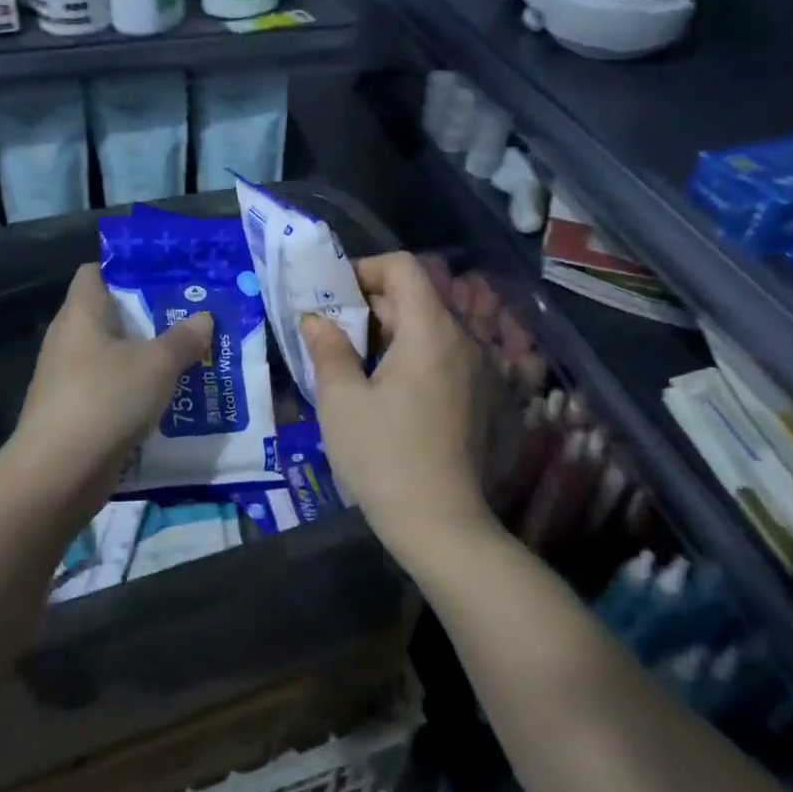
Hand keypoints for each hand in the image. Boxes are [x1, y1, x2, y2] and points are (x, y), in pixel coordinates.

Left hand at [8, 264, 212, 513]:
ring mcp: (68, 378)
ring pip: (114, 355)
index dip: (126, 268)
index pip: (94, 272)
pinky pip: (111, 388)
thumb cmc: (106, 399)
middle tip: (191, 317)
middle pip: (110, 315)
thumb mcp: (157, 364)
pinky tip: (168, 397)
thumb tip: (204, 317)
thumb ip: (183, 339)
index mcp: (81, 314)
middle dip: (150, 316)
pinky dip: (137, 389)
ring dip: (147, 357)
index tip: (164, 276)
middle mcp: (69, 340)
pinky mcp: (75, 412)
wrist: (59, 472)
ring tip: (189, 356)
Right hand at [300, 252, 499, 566]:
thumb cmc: (384, 456)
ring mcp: (475, 370)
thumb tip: (316, 319)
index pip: (403, 267)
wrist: (441, 524)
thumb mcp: (341, 401)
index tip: (333, 297)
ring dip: (385, 334)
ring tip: (348, 363)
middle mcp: (462, 340)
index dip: (364, 269)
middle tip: (328, 333)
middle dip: (368, 306)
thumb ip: (327, 349)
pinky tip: (379, 390)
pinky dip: (406, 357)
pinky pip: (438, 357)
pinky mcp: (477, 397)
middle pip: (414, 298)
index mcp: (431, 331)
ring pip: (425, 329)